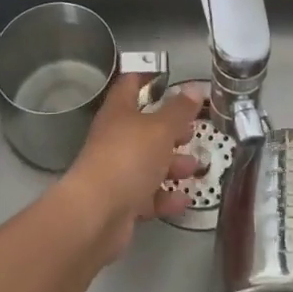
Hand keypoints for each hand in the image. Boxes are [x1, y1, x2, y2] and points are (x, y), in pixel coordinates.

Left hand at [56, 75, 202, 262]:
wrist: (96, 215)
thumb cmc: (129, 158)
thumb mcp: (160, 128)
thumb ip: (179, 110)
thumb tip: (194, 88)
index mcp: (119, 112)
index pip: (130, 84)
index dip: (147, 76)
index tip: (168, 76)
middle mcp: (116, 138)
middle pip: (144, 127)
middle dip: (170, 129)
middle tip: (193, 128)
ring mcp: (117, 171)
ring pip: (148, 162)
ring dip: (173, 164)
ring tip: (196, 166)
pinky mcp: (122, 202)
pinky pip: (148, 195)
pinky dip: (166, 196)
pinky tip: (185, 199)